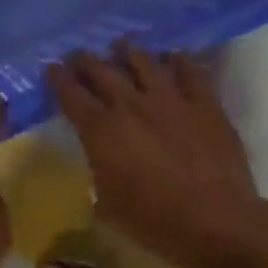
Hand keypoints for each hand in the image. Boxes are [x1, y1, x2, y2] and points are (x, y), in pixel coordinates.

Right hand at [48, 44, 267, 267]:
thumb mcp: (106, 204)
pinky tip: (174, 56)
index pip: (70, 94)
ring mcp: (170, 101)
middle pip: (101, 70)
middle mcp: (130, 106)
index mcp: (100, 130)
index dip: (58, 78)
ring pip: (144, 62)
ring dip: (128, 51)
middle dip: (85, 60)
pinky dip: (179, 60)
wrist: (216, 222)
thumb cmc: (152, 221)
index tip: (51, 68)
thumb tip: (101, 162)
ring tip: (121, 45)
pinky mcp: (205, 105)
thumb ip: (99, 171)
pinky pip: (190, 72)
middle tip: (78, 54)